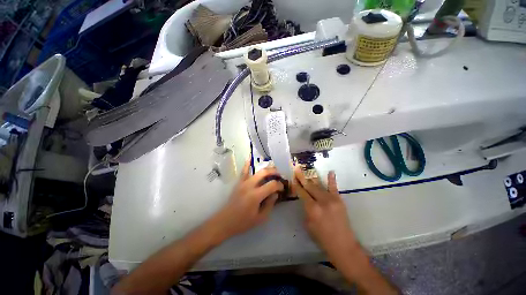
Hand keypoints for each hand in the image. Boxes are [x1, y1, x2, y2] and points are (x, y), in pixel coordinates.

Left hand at [211, 160, 283, 240]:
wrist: (225, 221)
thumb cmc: (243, 222)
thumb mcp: (260, 218)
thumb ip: (270, 204)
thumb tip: (275, 194)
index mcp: (256, 195)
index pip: (272, 185)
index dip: (279, 185)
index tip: (282, 188)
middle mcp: (250, 185)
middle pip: (265, 173)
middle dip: (274, 172)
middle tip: (280, 176)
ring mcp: (243, 182)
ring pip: (256, 171)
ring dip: (266, 168)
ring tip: (273, 170)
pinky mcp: (238, 182)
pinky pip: (243, 171)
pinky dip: (247, 164)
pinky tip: (250, 157)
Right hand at [292, 166, 358, 260]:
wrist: (343, 245)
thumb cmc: (322, 237)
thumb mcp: (308, 224)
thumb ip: (306, 209)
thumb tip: (305, 199)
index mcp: (312, 209)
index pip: (302, 193)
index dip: (297, 185)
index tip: (293, 178)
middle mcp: (321, 201)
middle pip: (309, 186)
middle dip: (302, 178)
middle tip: (297, 169)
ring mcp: (331, 199)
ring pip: (319, 186)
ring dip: (311, 178)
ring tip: (305, 171)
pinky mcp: (339, 200)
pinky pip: (334, 188)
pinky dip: (332, 179)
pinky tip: (331, 171)